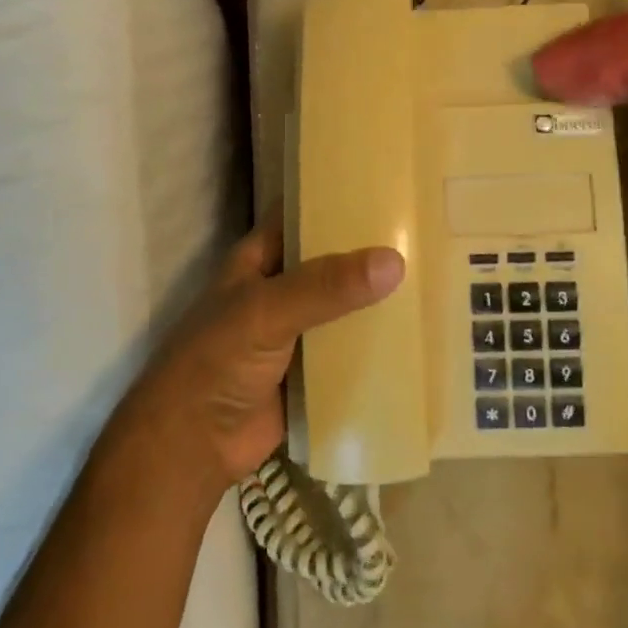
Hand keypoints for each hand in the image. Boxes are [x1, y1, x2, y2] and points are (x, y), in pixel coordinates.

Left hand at [125, 210, 405, 492]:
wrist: (194, 445)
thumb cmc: (217, 360)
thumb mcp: (267, 311)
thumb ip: (326, 287)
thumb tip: (394, 262)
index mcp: (261, 258)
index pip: (302, 212)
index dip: (337, 195)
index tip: (387, 182)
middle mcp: (281, 287)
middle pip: (332, 260)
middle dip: (370, 250)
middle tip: (426, 232)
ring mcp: (298, 330)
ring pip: (345, 305)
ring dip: (378, 298)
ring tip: (434, 276)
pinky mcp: (313, 370)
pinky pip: (351, 349)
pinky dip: (377, 344)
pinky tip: (418, 333)